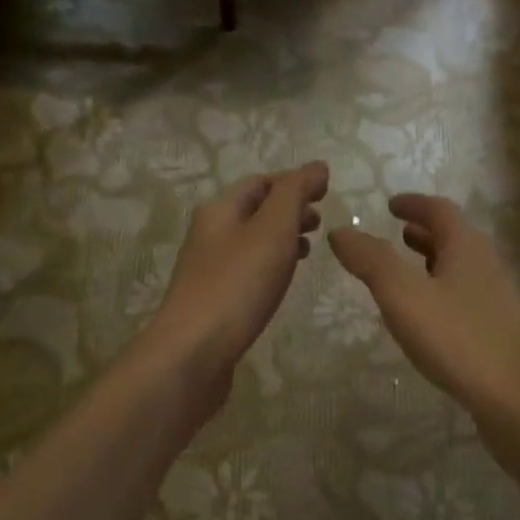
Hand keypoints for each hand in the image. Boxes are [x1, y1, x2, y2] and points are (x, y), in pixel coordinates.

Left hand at [144, 162, 327, 400]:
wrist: (193, 352)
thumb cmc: (236, 285)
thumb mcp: (272, 230)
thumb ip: (295, 194)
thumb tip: (316, 166)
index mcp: (220, 210)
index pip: (260, 182)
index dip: (294, 182)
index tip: (326, 192)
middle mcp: (210, 234)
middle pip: (253, 210)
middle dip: (288, 210)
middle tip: (321, 222)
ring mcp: (209, 269)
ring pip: (251, 242)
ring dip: (281, 238)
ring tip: (309, 250)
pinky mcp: (214, 301)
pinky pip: (247, 271)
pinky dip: (270, 266)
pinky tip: (282, 282)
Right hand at [328, 194, 519, 418]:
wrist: (519, 399)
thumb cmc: (458, 339)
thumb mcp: (404, 296)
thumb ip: (371, 261)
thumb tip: (341, 232)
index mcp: (466, 248)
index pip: (439, 211)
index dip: (414, 204)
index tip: (391, 205)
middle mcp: (487, 266)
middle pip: (455, 238)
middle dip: (425, 232)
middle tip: (398, 233)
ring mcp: (497, 301)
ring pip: (461, 270)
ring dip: (434, 262)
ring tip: (408, 272)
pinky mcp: (499, 332)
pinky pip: (466, 299)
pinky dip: (442, 293)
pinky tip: (429, 319)